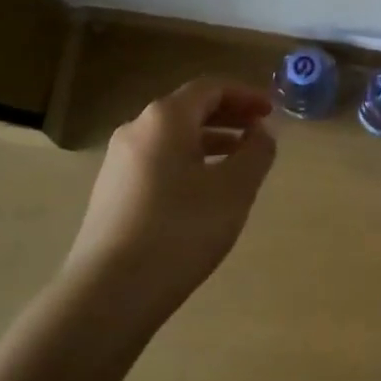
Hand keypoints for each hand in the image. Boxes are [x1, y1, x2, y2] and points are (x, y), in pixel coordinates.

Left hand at [63, 78, 277, 321]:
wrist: (110, 291)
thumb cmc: (181, 230)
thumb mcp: (234, 189)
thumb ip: (256, 153)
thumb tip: (261, 133)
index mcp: (165, 119)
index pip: (210, 89)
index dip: (245, 95)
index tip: (271, 110)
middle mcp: (136, 130)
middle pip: (188, 109)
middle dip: (228, 116)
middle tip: (259, 131)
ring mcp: (118, 163)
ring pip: (172, 138)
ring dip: (209, 140)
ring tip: (239, 161)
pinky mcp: (112, 193)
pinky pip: (158, 161)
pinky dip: (188, 162)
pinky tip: (204, 192)